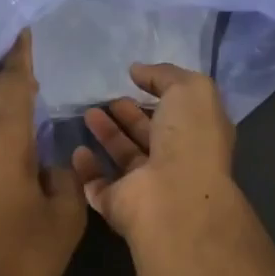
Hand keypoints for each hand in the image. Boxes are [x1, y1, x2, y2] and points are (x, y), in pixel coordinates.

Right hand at [71, 63, 237, 246]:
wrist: (173, 198)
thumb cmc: (189, 139)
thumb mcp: (190, 90)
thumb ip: (165, 75)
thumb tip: (138, 70)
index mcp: (197, 135)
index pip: (176, 113)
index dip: (157, 95)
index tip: (133, 81)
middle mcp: (174, 162)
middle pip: (148, 135)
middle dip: (128, 115)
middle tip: (105, 99)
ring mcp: (146, 186)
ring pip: (123, 158)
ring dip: (107, 136)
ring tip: (88, 114)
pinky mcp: (118, 205)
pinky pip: (98, 185)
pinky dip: (87, 170)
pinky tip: (77, 150)